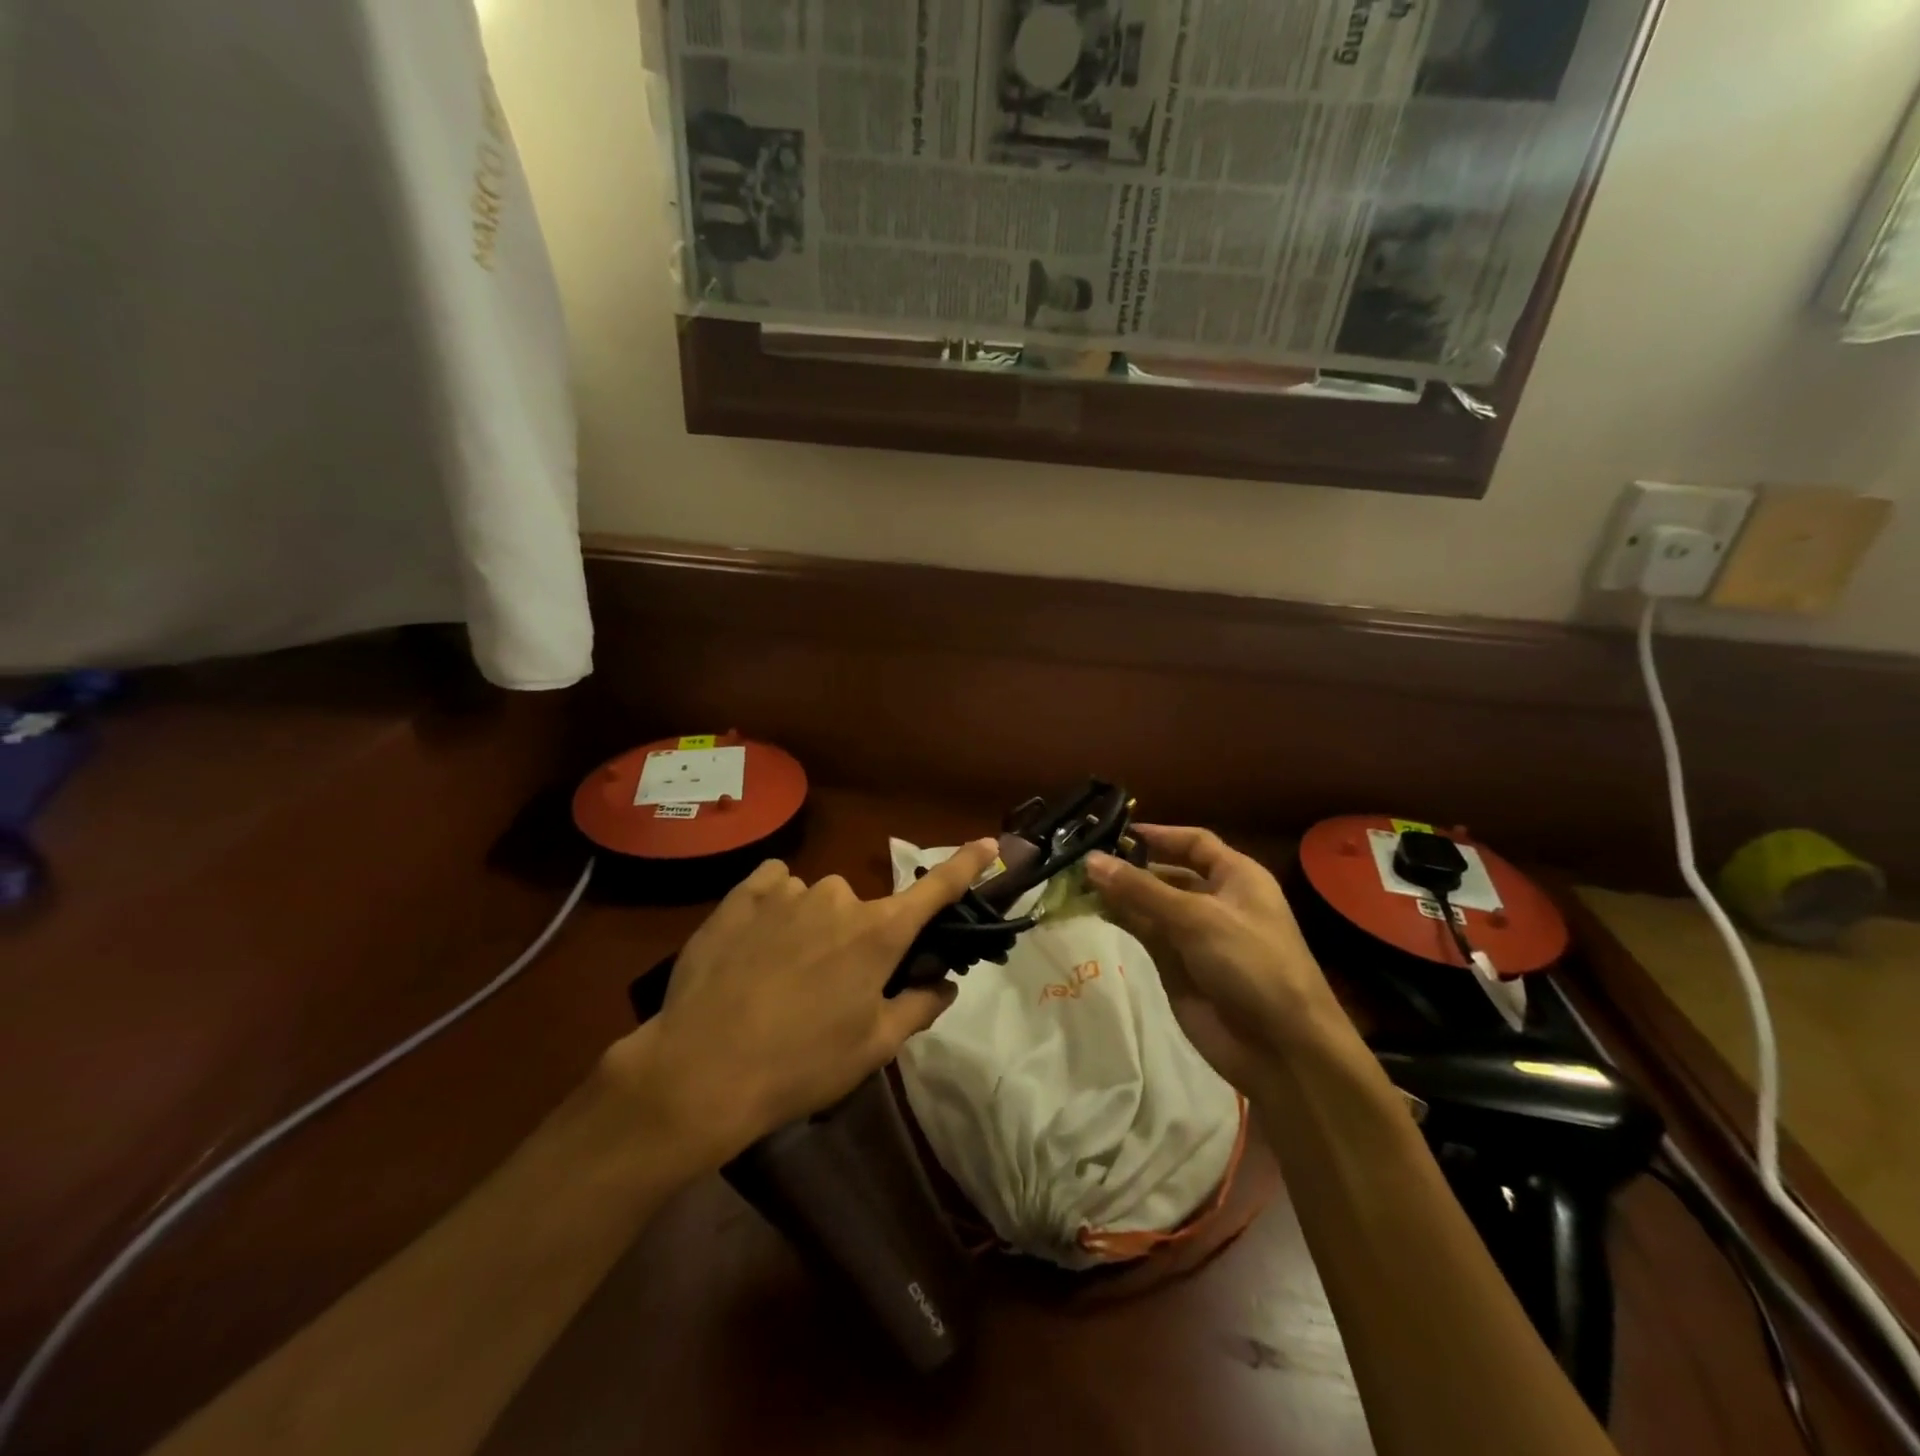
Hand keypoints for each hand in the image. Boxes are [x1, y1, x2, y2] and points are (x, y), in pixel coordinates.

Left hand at [604, 839, 1001, 1168]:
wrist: (701, 1070)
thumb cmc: (800, 1064)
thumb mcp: (871, 1049)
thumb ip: (917, 1008)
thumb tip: (944, 984)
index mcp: (879, 933)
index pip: (936, 890)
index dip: (966, 865)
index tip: (990, 843)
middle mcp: (839, 898)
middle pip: (864, 910)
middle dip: (857, 939)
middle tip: (830, 988)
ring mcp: (788, 891)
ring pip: (816, 899)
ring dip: (811, 926)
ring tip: (779, 976)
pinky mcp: (742, 895)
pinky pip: (774, 884)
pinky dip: (775, 904)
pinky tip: (755, 942)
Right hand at [1085, 825, 1346, 1093]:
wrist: (1281, 1048)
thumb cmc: (1251, 964)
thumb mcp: (1196, 918)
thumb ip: (1140, 889)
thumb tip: (1089, 860)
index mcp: (1237, 877)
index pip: (1193, 842)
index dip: (1157, 834)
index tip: (1113, 830)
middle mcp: (1215, 899)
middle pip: (1166, 872)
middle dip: (1129, 864)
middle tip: (1081, 857)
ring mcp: (1194, 934)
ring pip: (1149, 903)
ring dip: (1119, 892)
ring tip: (1076, 880)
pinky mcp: (1176, 965)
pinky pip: (1144, 932)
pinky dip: (1120, 919)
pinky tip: (1091, 908)